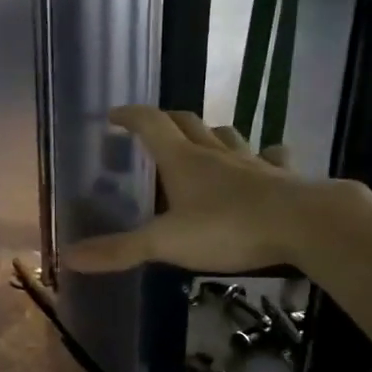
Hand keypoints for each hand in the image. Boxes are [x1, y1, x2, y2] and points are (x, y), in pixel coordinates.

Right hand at [64, 106, 315, 274]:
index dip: (131, 116)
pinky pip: (271, 157)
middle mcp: (216, 153)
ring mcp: (252, 162)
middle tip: (154, 128)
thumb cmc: (228, 229)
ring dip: (211, 134)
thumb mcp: (166, 243)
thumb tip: (67, 257)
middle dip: (168, 120)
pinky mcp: (283, 177)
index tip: (114, 114)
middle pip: (187, 122)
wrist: (304, 225)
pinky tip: (264, 163)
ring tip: (203, 143)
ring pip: (227, 136)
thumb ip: (119, 250)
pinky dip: (263, 156)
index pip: (151, 124)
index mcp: (183, 160)